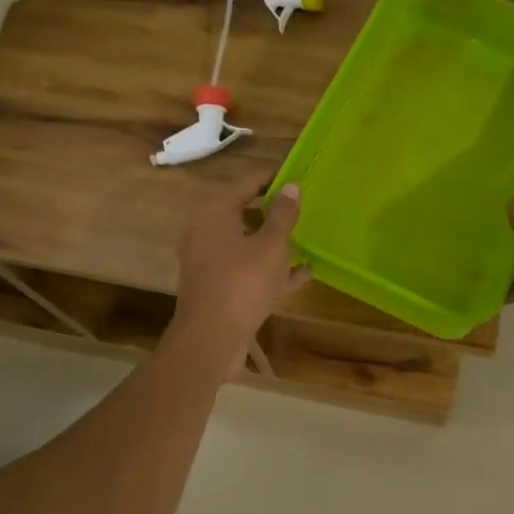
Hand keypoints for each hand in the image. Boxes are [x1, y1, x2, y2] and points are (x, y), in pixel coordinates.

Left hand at [170, 181, 309, 363]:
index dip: (273, 179)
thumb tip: (291, 187)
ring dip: (275, 243)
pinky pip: (247, 269)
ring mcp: (209, 262)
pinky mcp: (217, 287)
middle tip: (304, 208)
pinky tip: (303, 274)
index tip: (298, 176)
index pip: (247, 184)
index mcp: (214, 213)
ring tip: (307, 239)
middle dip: (275, 213)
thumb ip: (283, 215)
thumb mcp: (271, 245)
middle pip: (245, 213)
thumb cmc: (242, 282)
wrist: (211, 338)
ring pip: (247, 244)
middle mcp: (206, 232)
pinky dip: (270, 269)